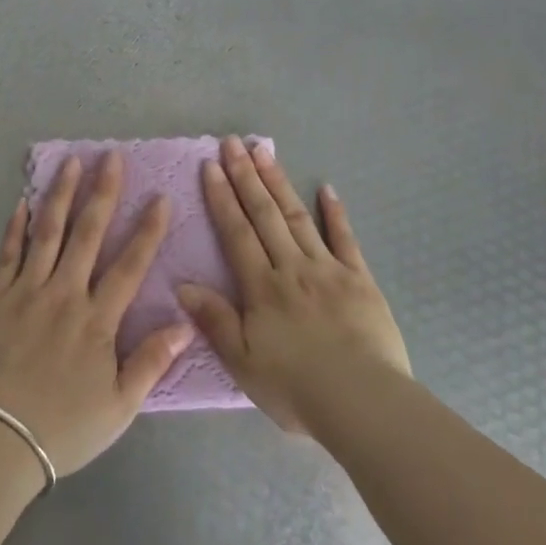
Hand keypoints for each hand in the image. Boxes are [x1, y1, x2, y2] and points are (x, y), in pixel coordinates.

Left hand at [0, 151, 194, 477]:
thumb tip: (184, 323)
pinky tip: (22, 202)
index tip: (160, 197)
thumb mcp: (119, 406)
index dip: (147, 230)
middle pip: (87, 234)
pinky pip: (7, 254)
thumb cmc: (64, 428)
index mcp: (97, 320)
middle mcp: (64, 295)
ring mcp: (26, 292)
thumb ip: (151, 362)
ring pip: (47, 233)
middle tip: (112, 157)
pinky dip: (16, 226)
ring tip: (71, 162)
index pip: (130, 265)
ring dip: (61, 195)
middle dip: (103, 192)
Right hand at [179, 136, 410, 434]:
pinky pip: (345, 239)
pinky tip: (327, 189)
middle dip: (246, 177)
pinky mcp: (360, 279)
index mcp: (262, 287)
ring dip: (279, 183)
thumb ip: (214, 320)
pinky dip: (335, 213)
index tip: (211, 166)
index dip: (222, 198)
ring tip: (264, 152)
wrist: (362, 402)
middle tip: (233, 142)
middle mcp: (292, 267)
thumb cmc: (296, 387)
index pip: (236, 232)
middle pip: (264, 214)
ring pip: (297, 217)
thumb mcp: (243, 362)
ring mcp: (328, 269)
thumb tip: (182, 284)